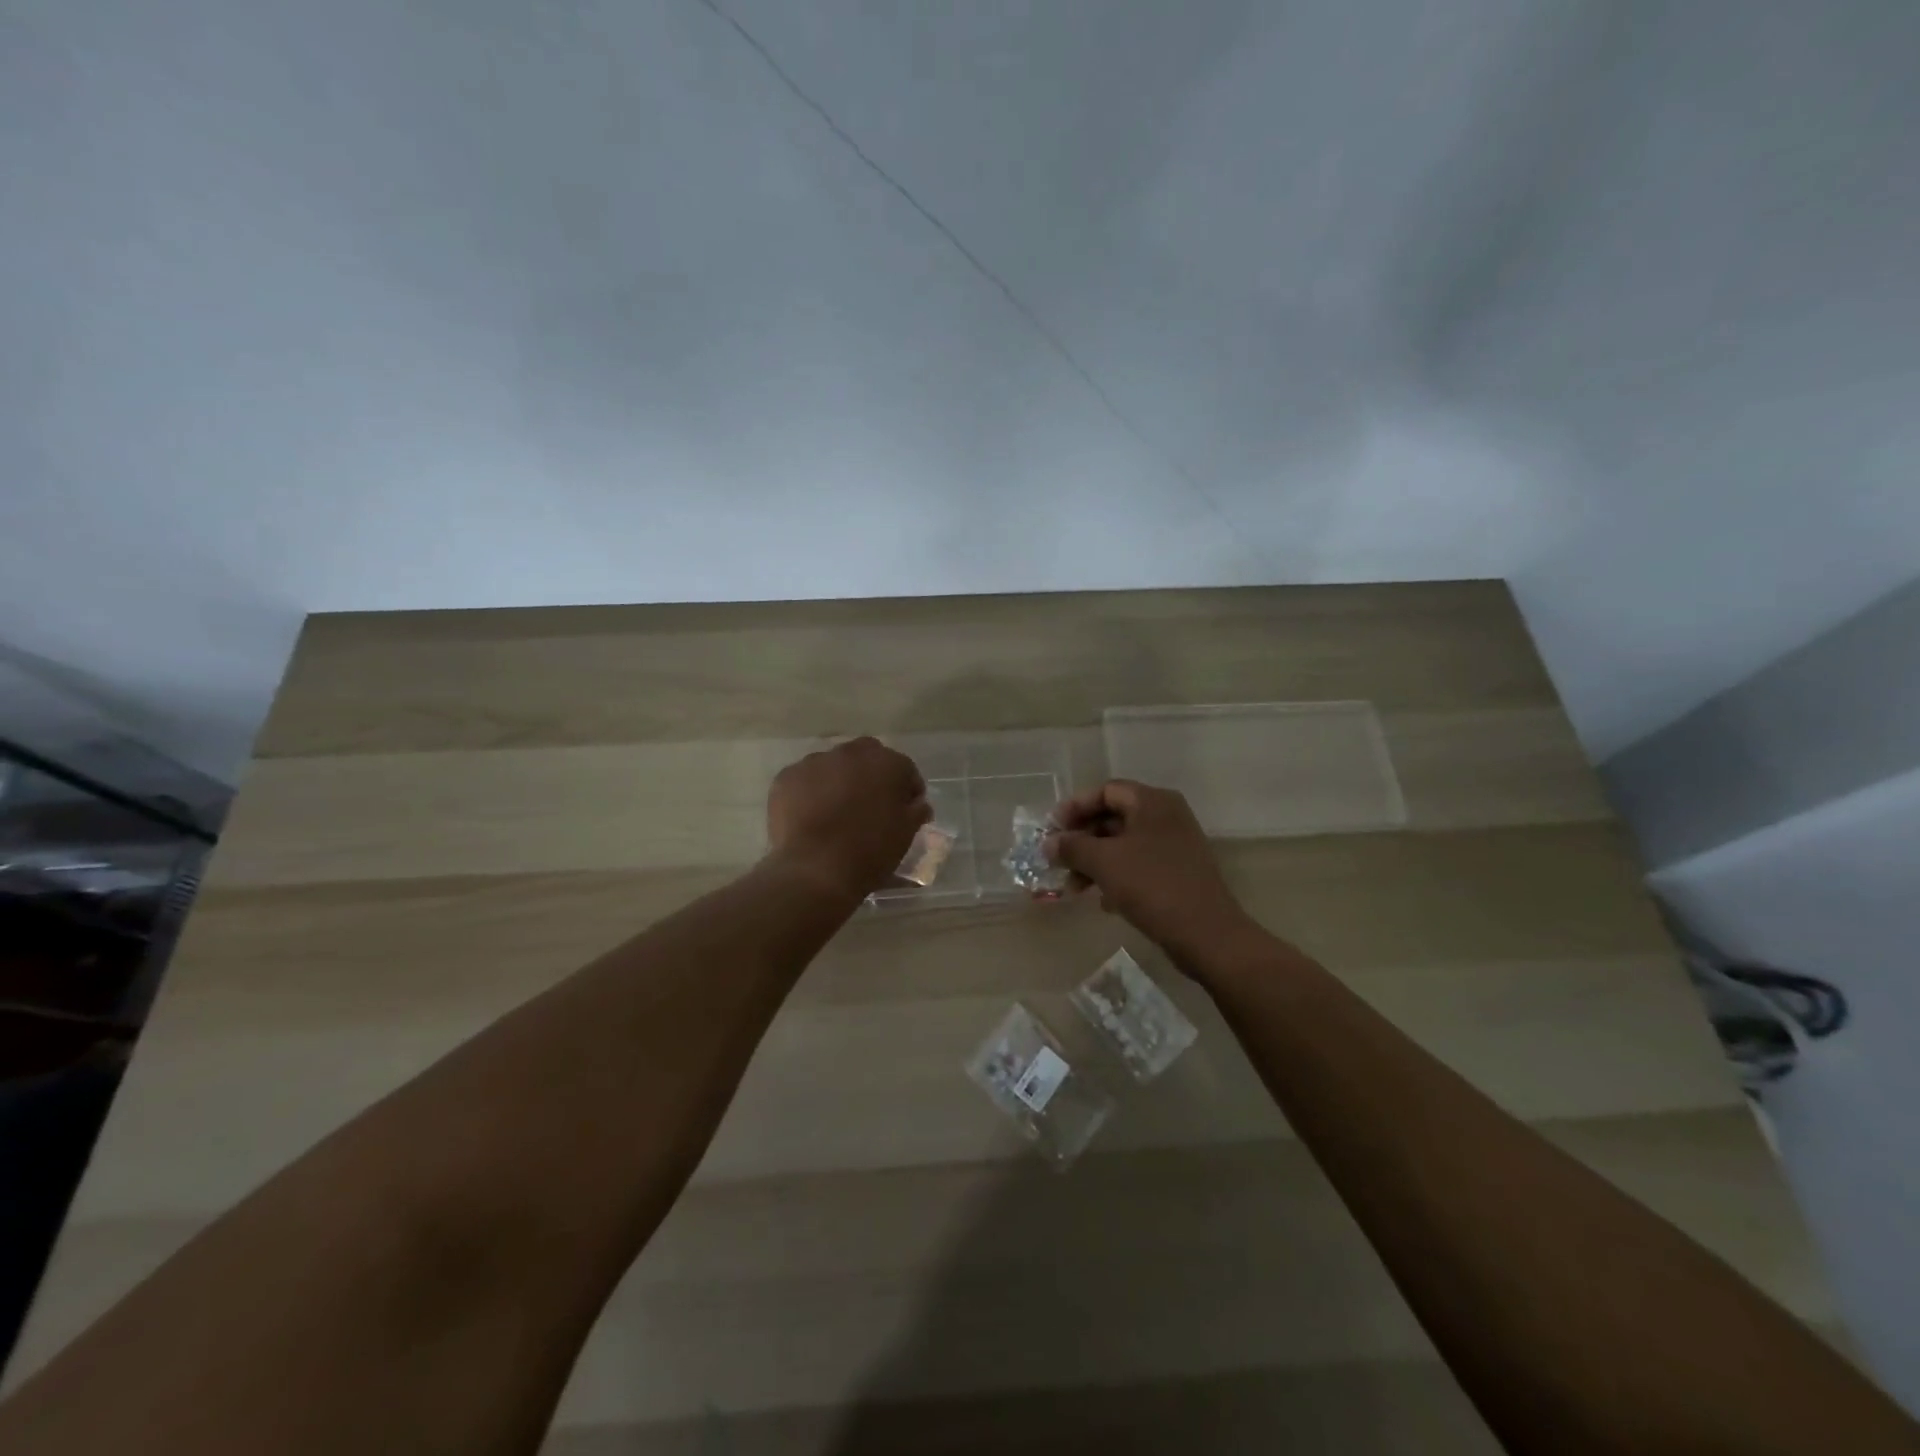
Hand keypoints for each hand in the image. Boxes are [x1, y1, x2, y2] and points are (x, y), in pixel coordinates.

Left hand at [767, 737, 929, 897]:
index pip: (904, 769)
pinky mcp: (786, 777)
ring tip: (836, 811)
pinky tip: (811, 817)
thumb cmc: (869, 851)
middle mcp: (851, 753)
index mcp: (886, 763)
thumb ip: (915, 811)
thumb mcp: (905, 834)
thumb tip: (917, 804)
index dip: (907, 789)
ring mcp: (815, 762)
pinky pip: (805, 779)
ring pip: (833, 765)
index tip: (906, 809)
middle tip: (870, 804)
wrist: (814, 870)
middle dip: (871, 775)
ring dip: (839, 780)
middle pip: (867, 756)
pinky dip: (811, 792)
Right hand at [1047, 779, 1253, 960]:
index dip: (1075, 807)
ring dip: (1095, 862)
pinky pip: (1139, 865)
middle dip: (1082, 840)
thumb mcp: (1104, 863)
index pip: (1106, 791)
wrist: (1206, 934)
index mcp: (1152, 802)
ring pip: (1124, 845)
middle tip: (1058, 861)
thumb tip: (1049, 843)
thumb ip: (1072, 847)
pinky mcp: (1178, 872)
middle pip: (1114, 818)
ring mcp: (1175, 845)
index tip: (1052, 829)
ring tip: (1074, 888)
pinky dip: (1117, 876)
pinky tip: (1103, 901)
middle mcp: (1166, 816)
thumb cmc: (1152, 885)